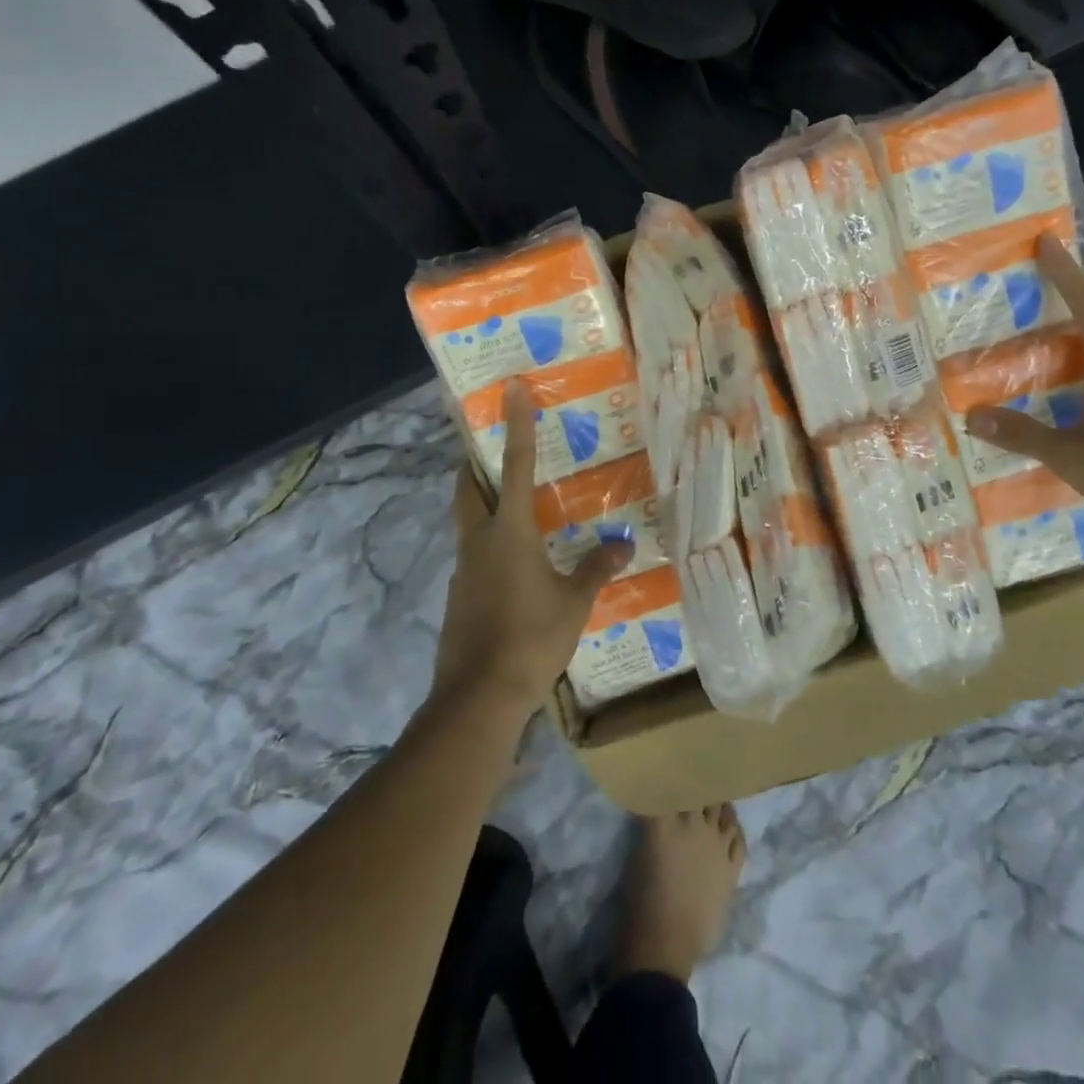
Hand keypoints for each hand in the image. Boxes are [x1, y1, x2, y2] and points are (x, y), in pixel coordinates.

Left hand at [434, 379, 635, 716]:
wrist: (478, 695)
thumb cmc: (530, 638)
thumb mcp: (574, 602)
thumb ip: (597, 568)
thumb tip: (625, 544)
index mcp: (509, 531)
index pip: (516, 464)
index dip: (516, 423)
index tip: (510, 388)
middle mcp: (479, 539)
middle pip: (468, 487)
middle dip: (474, 463)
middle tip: (490, 448)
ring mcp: (462, 567)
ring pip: (467, 520)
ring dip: (481, 504)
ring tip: (513, 507)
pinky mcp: (458, 593)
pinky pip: (472, 554)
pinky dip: (487, 544)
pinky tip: (511, 565)